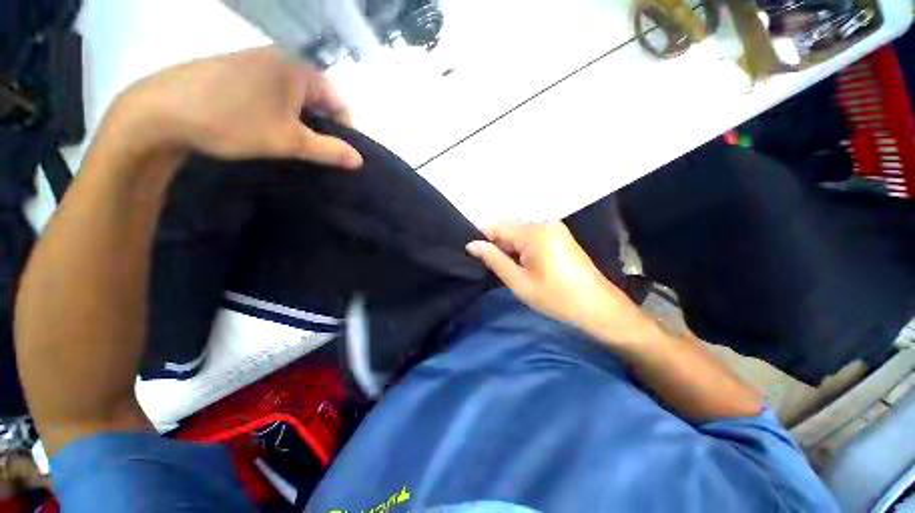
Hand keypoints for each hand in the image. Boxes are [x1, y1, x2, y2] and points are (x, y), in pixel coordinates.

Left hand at [104, 46, 362, 168]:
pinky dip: (279, 113)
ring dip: (300, 122)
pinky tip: (268, 129)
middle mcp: (281, 57)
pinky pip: (274, 93)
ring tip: (291, 144)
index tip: (338, 154)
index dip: (344, 130)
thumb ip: (329, 150)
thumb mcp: (289, 141)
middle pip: (318, 98)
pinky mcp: (239, 70)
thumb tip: (359, 160)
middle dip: (321, 127)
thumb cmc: (232, 121)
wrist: (161, 111)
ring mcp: (257, 61)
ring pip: (295, 97)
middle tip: (314, 152)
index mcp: (299, 67)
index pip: (338, 101)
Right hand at [466, 221, 661, 346]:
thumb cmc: (557, 298)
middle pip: (509, 228)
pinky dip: (521, 250)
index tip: (472, 254)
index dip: (481, 238)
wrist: (598, 308)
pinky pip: (531, 237)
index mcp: (535, 233)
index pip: (497, 226)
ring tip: (506, 269)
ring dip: (509, 249)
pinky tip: (521, 266)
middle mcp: (545, 223)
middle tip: (490, 268)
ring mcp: (554, 229)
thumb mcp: (520, 283)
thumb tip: (472, 245)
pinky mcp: (559, 236)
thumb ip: (495, 260)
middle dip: (496, 245)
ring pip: (519, 233)